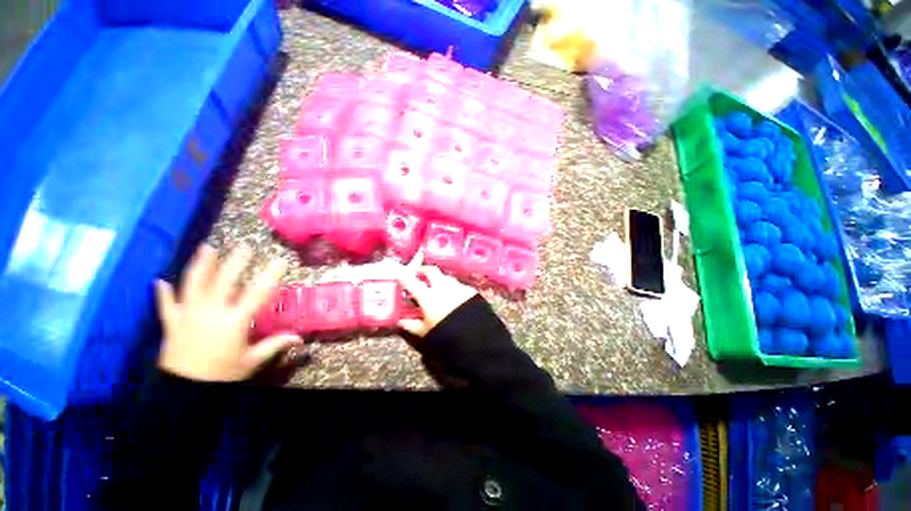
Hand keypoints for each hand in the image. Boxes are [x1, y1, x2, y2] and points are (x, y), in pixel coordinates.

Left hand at [155, 245, 302, 381]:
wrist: (183, 391)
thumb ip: (275, 345)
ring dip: (201, 266)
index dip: (270, 275)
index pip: (257, 293)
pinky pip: (165, 305)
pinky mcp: (172, 323)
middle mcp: (211, 312)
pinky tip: (159, 280)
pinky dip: (163, 293)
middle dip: (236, 262)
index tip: (279, 260)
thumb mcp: (252, 361)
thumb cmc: (222, 374)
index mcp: (235, 320)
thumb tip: (299, 338)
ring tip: (207, 248)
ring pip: (194, 285)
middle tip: (244, 247)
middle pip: (224, 281)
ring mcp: (188, 315)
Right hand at [397, 266, 477, 336]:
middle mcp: (442, 287)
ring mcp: (457, 286)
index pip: (411, 282)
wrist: (475, 337)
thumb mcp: (425, 332)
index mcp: (428, 297)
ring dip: (440, 280)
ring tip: (438, 288)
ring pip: (446, 277)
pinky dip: (453, 289)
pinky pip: (459, 286)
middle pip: (431, 271)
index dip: (404, 277)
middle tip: (419, 274)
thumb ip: (410, 325)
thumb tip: (400, 321)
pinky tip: (455, 298)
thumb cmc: (445, 335)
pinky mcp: (470, 290)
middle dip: (423, 270)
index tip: (400, 275)